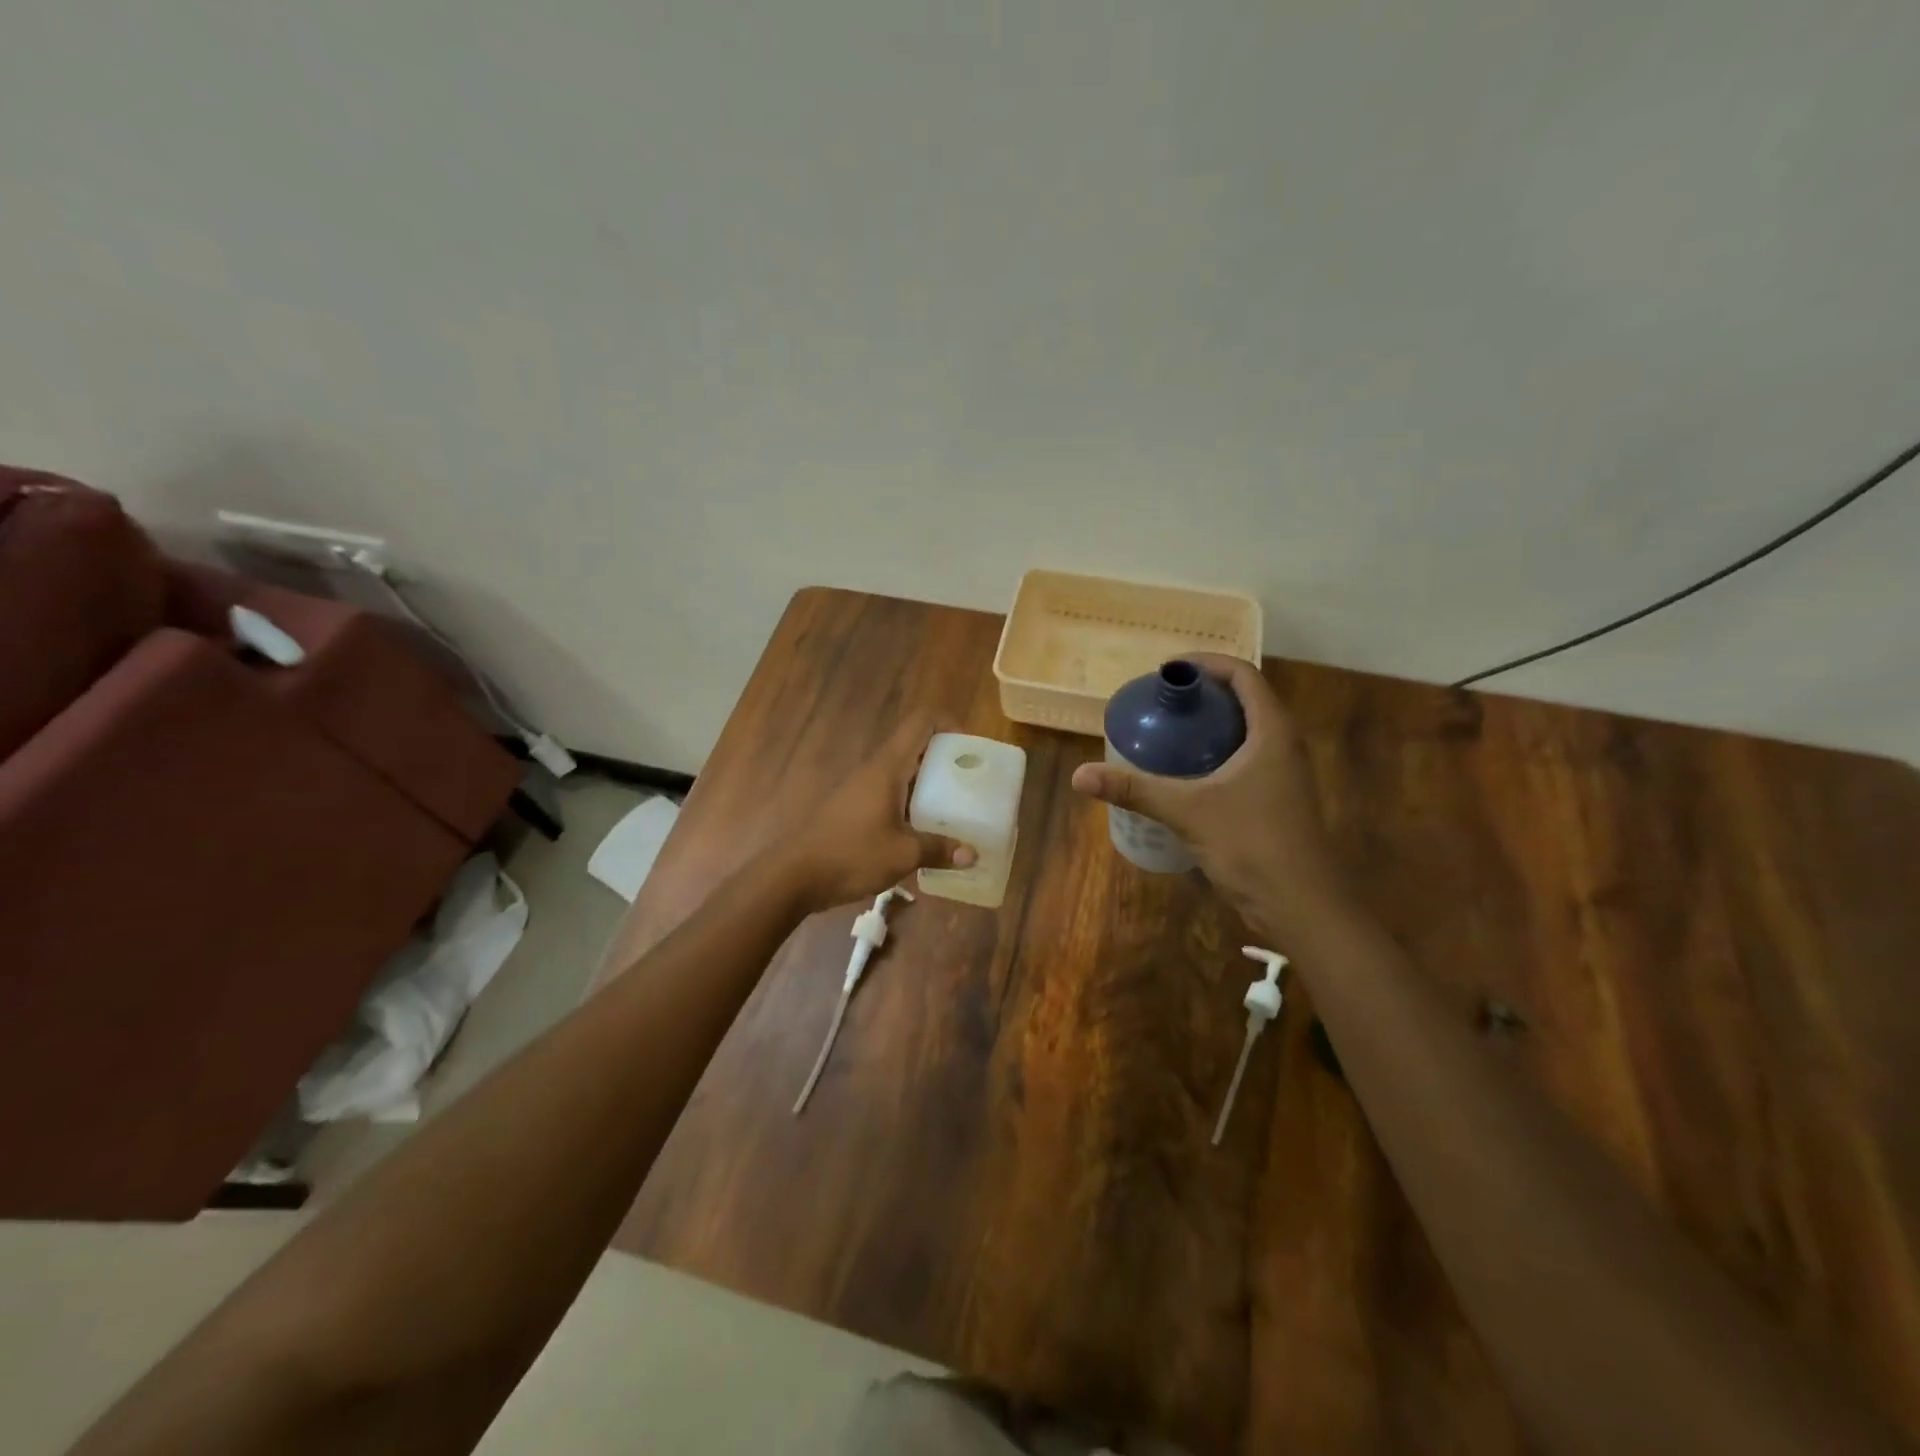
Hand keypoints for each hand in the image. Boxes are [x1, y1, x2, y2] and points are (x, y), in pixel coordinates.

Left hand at [777, 712, 976, 912]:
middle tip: (972, 782)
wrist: (794, 876)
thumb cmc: (851, 855)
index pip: (921, 722)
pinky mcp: (854, 808)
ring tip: (956, 808)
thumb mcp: (902, 855)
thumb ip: (938, 849)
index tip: (970, 747)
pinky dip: (912, 803)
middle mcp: (875, 770)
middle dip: (946, 759)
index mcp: (888, 767)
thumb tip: (971, 854)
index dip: (948, 723)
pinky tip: (925, 831)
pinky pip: (891, 794)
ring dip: (929, 784)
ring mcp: (861, 788)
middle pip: (915, 746)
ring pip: (903, 772)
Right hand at [1069, 654, 1352, 944]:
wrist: (1301, 905)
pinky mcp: (1276, 800)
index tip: (1169, 670)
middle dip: (1203, 694)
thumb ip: (1136, 789)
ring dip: (1210, 725)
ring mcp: (1283, 774)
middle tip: (1161, 701)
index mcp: (1272, 732)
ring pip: (1246, 732)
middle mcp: (1283, 745)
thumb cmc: (1252, 844)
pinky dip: (1215, 754)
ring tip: (1167, 731)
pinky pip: (1244, 760)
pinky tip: (1185, 774)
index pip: (1244, 676)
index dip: (1207, 664)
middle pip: (1245, 700)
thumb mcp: (1188, 811)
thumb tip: (1080, 776)